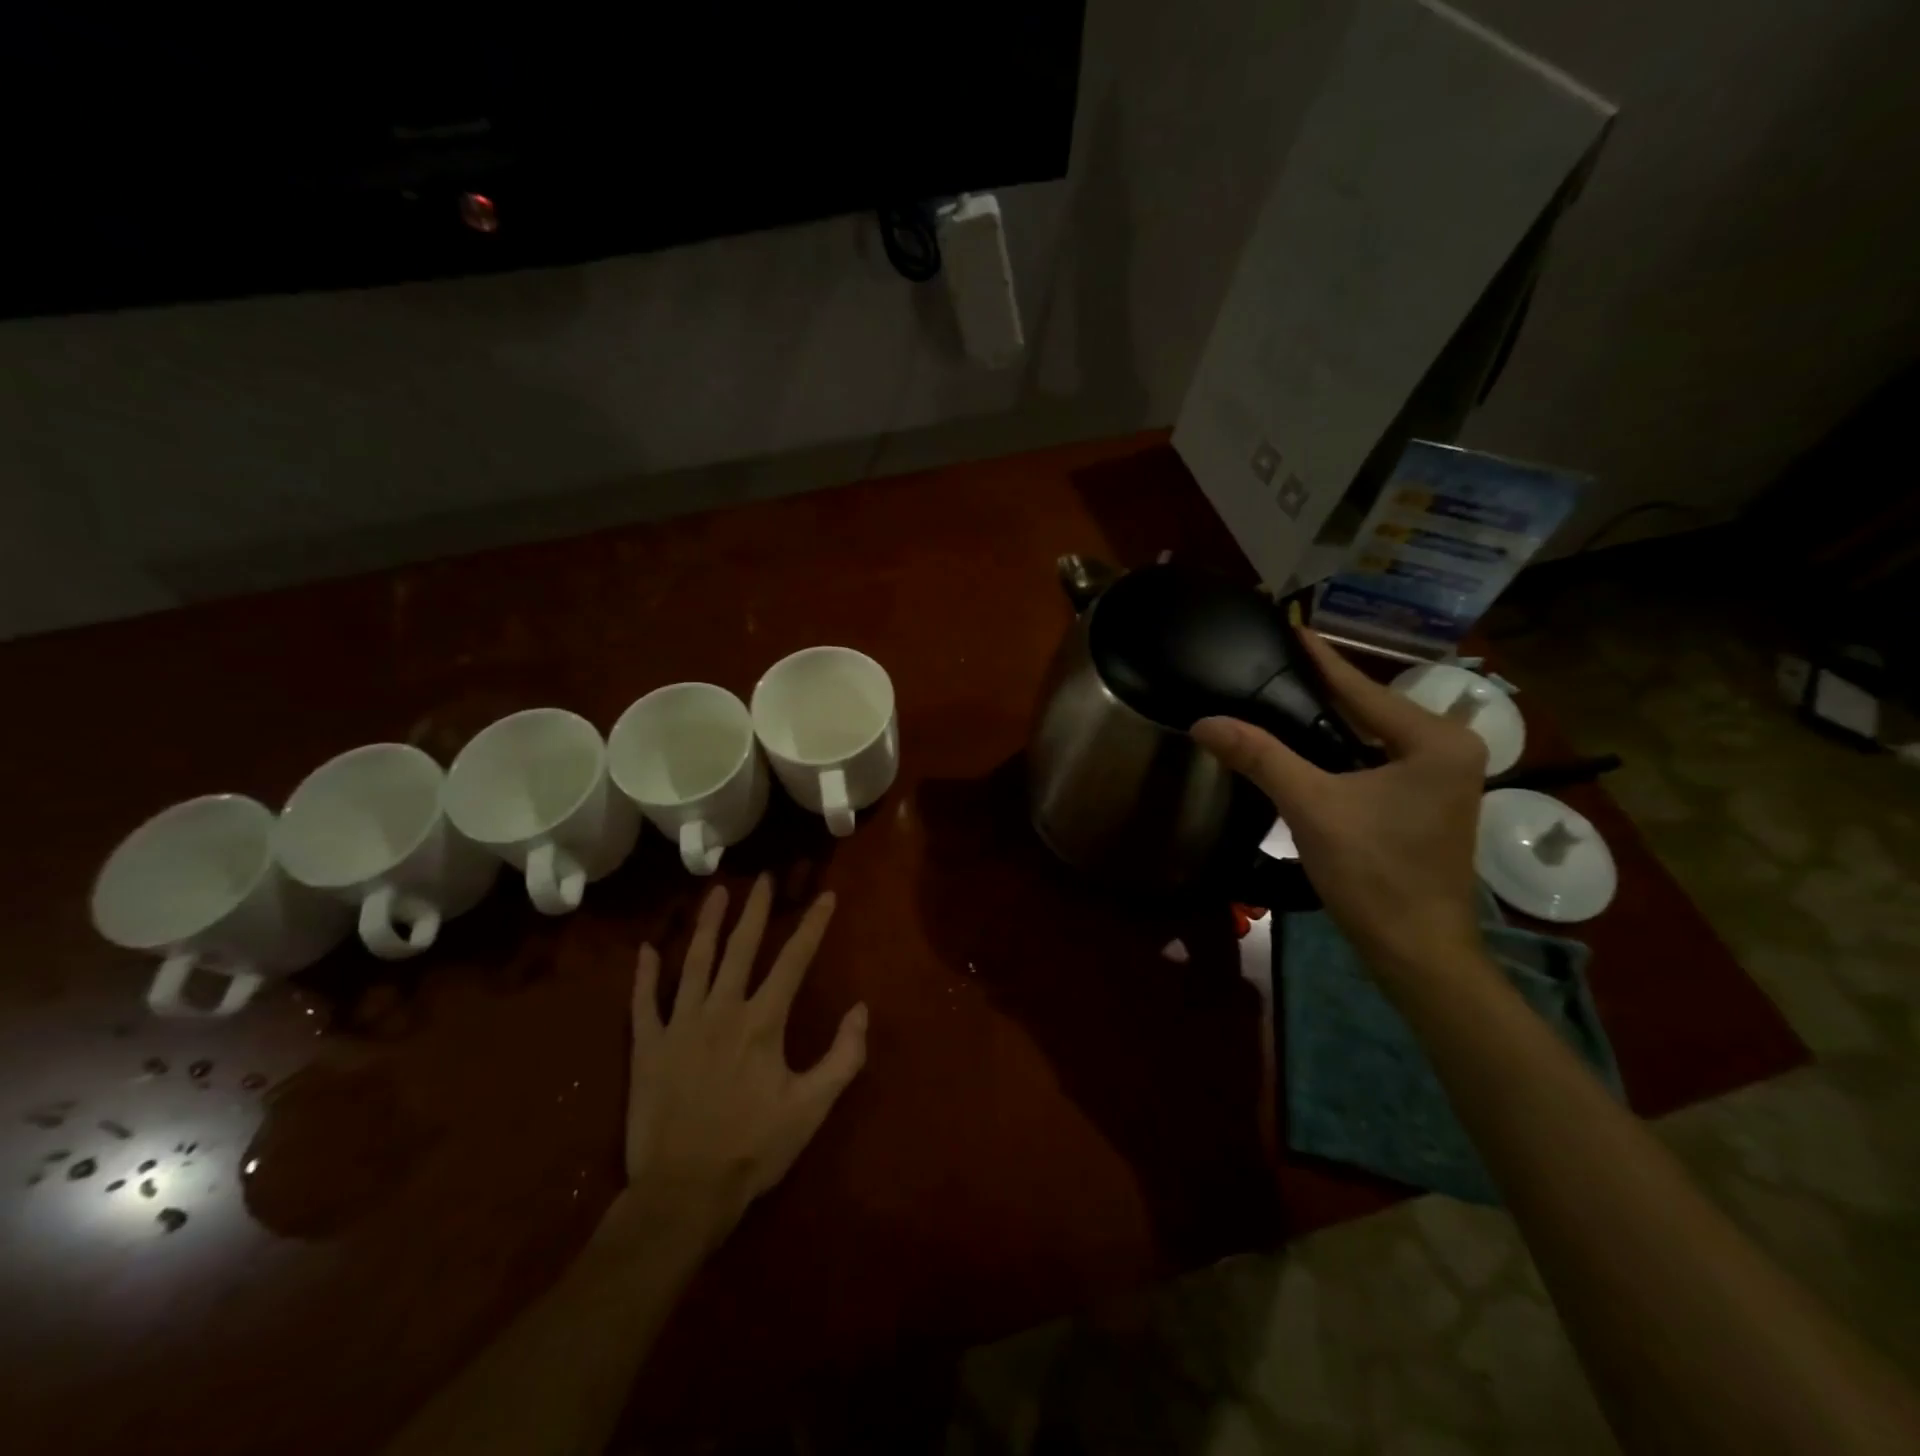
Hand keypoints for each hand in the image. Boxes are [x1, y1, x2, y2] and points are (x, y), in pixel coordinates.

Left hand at [615, 875, 867, 1247]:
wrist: (683, 1193)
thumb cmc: (754, 1149)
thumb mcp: (812, 1107)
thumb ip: (844, 1056)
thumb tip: (861, 1010)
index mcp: (762, 1021)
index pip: (794, 960)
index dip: (813, 925)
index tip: (826, 896)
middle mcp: (721, 1010)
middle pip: (740, 947)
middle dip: (754, 910)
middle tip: (762, 878)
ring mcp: (679, 1025)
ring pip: (694, 962)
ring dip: (706, 924)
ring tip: (715, 892)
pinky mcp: (647, 1048)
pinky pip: (643, 1002)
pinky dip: (644, 975)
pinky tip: (647, 949)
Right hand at [1192, 628, 1487, 983]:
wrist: (1415, 951)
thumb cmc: (1374, 874)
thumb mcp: (1312, 807)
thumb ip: (1260, 757)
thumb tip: (1204, 722)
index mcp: (1435, 741)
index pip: (1362, 688)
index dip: (1320, 659)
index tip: (1289, 626)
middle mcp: (1451, 750)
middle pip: (1370, 708)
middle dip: (1321, 688)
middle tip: (1273, 662)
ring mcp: (1443, 779)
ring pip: (1372, 736)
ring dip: (1328, 720)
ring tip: (1282, 694)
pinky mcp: (1427, 803)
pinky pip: (1376, 760)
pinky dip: (1340, 750)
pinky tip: (1306, 744)